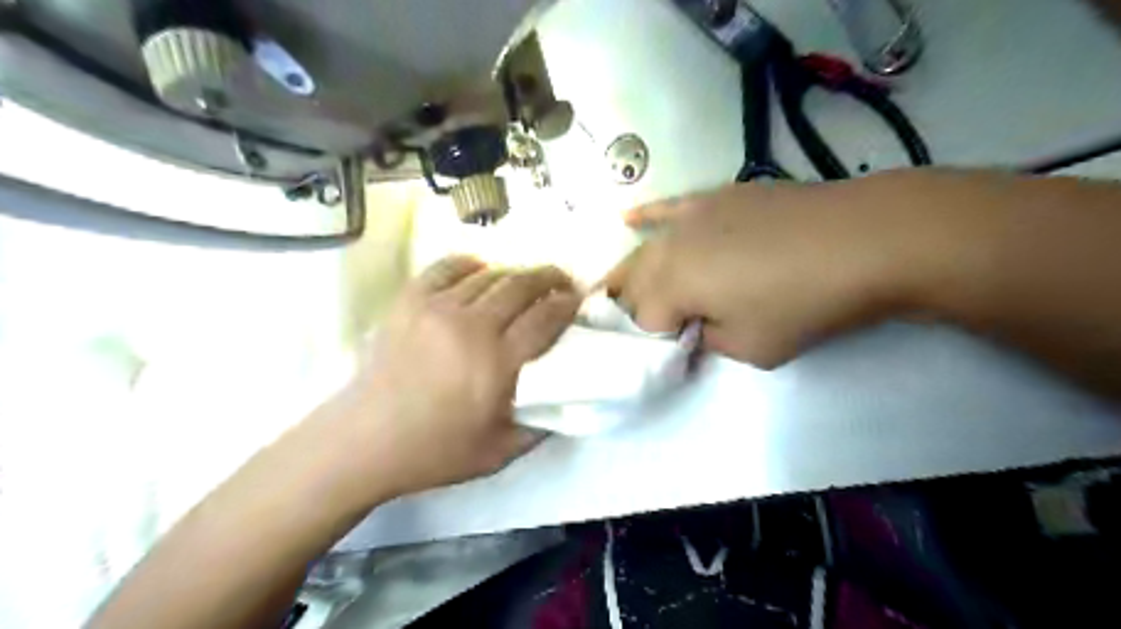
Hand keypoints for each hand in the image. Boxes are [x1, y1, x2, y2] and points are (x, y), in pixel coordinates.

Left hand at [314, 253, 576, 502]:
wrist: (365, 440)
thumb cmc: (435, 451)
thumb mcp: (500, 453)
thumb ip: (541, 427)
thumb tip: (568, 403)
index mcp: (497, 363)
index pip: (545, 318)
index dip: (567, 303)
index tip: (579, 299)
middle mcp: (471, 326)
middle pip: (521, 285)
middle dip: (549, 278)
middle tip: (562, 281)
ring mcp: (437, 309)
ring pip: (489, 275)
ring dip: (515, 274)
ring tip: (525, 282)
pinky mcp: (410, 302)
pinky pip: (447, 268)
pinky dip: (470, 264)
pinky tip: (480, 271)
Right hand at [605, 175, 928, 367]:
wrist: (860, 240)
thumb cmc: (803, 304)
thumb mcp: (751, 348)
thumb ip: (709, 341)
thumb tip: (698, 328)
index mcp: (672, 287)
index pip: (644, 321)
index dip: (656, 341)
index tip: (678, 350)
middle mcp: (668, 249)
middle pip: (635, 283)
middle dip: (635, 308)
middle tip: (656, 326)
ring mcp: (688, 218)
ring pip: (644, 250)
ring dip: (630, 273)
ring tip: (615, 289)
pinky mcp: (713, 198)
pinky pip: (667, 207)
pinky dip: (645, 216)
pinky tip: (627, 219)